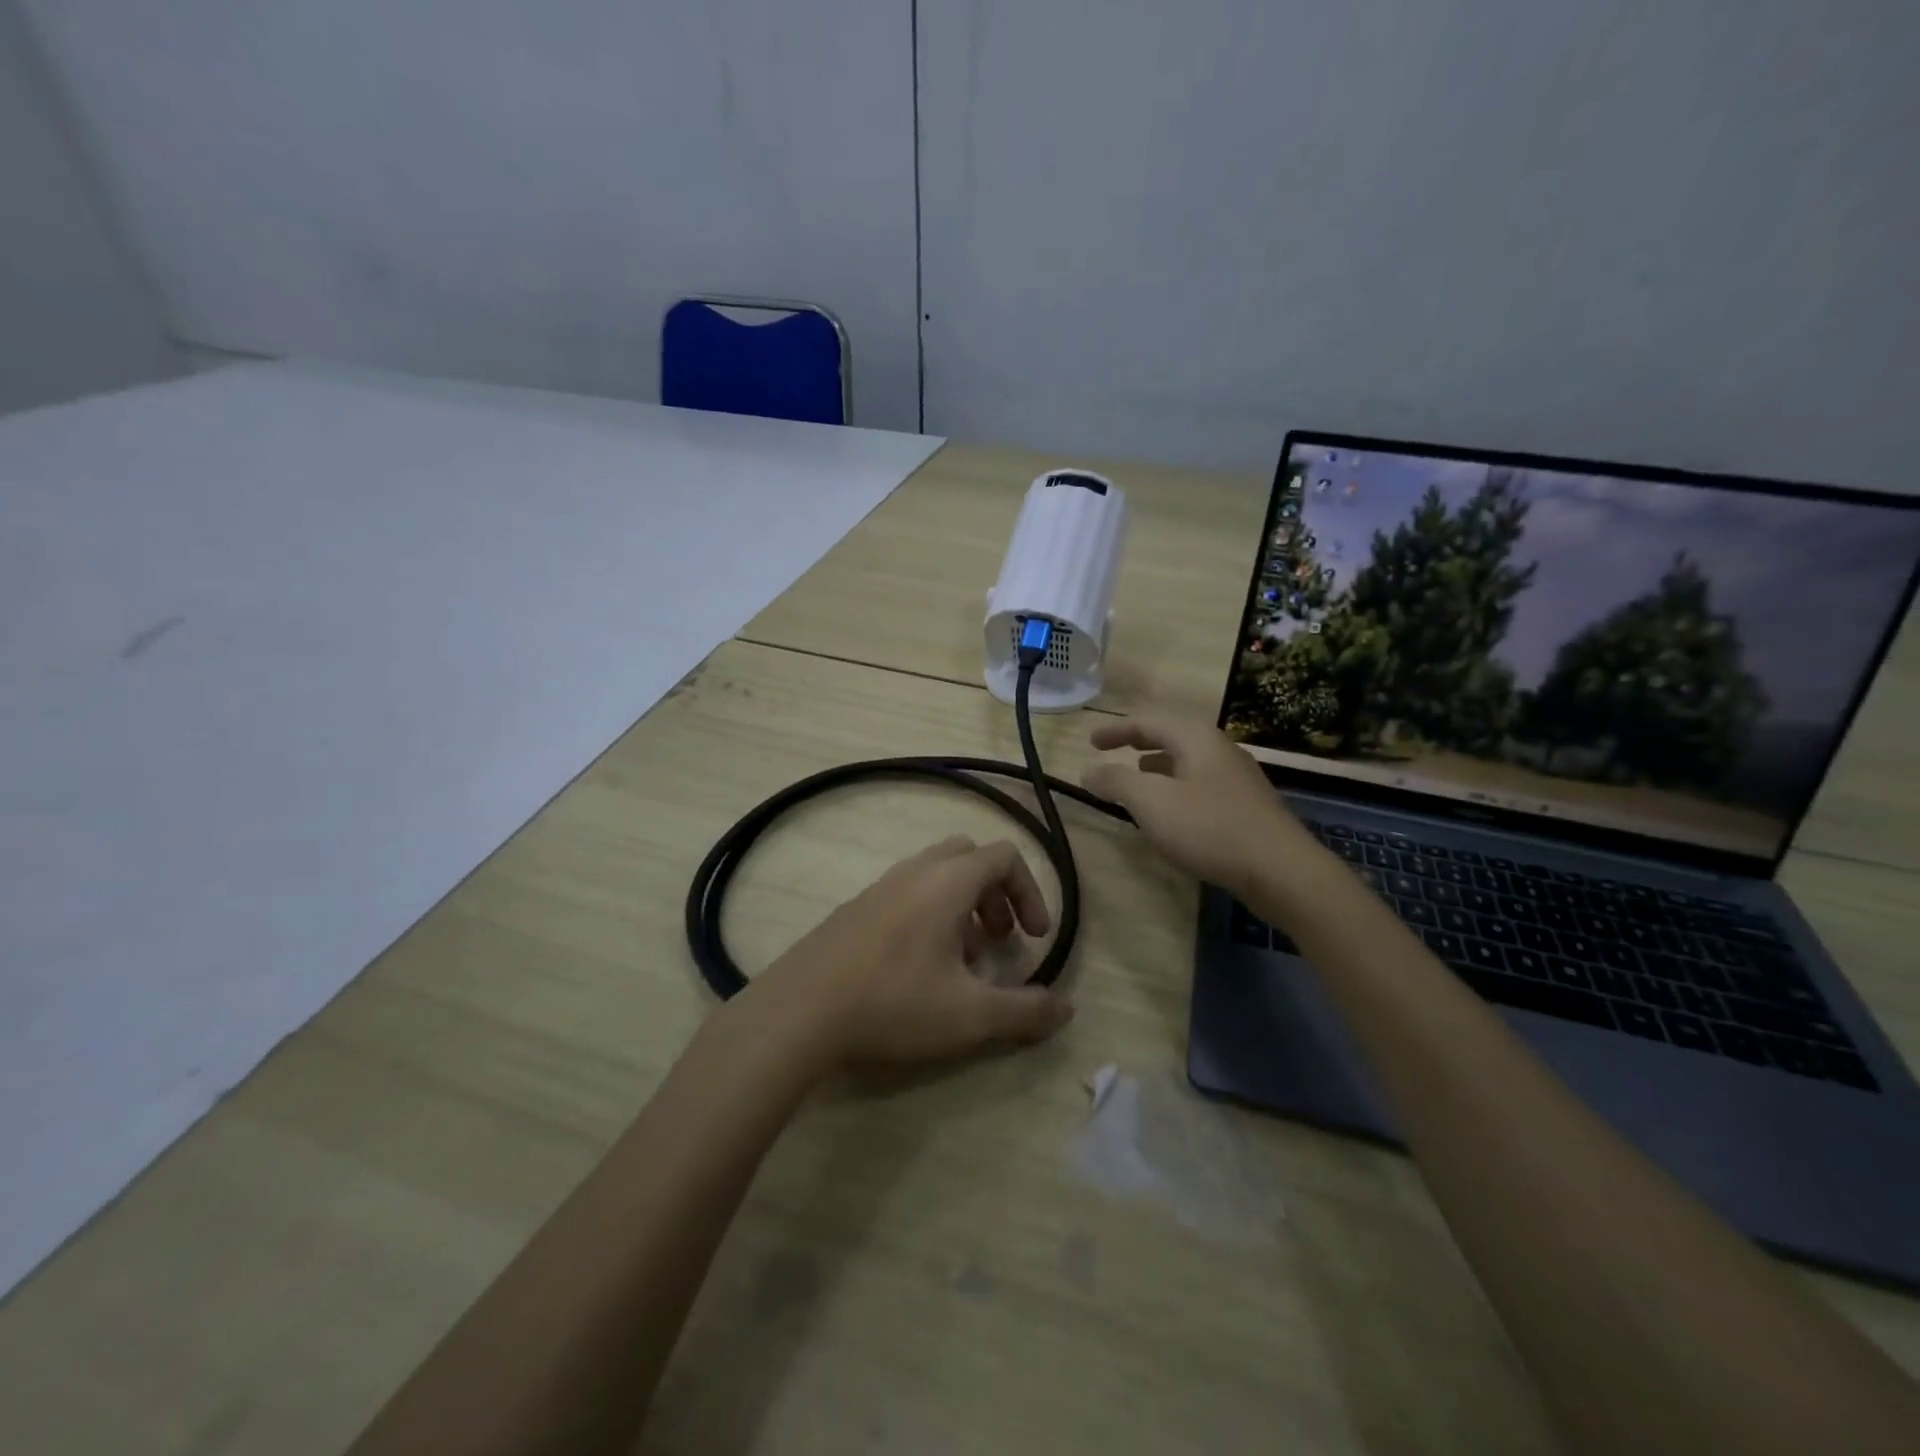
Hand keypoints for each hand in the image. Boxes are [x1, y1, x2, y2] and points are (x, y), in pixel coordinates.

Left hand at [748, 835, 1072, 1067]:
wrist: (799, 1010)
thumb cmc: (894, 1003)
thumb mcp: (970, 1015)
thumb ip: (1025, 1012)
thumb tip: (1067, 1010)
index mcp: (948, 881)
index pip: (1004, 856)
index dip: (1030, 892)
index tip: (1035, 937)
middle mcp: (915, 872)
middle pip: (969, 856)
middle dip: (995, 893)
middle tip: (1000, 939)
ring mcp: (879, 887)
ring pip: (935, 875)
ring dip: (962, 906)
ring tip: (963, 959)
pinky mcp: (854, 909)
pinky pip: (906, 893)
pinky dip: (929, 914)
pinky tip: (918, 968)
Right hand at [1082, 711, 1313, 897]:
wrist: (1280, 870)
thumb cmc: (1209, 827)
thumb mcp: (1152, 802)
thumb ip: (1117, 782)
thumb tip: (1089, 771)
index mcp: (1196, 739)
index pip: (1149, 721)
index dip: (1116, 729)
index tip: (1091, 742)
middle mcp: (1220, 750)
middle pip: (1173, 735)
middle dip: (1140, 741)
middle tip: (1113, 750)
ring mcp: (1237, 778)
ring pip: (1189, 760)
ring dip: (1158, 764)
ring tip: (1138, 777)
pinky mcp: (1246, 806)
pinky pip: (1201, 784)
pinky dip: (1176, 786)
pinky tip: (1172, 811)